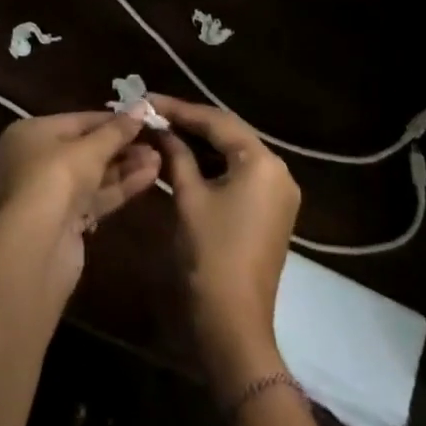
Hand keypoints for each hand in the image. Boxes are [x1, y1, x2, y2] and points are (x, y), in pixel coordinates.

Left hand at [0, 111, 161, 273]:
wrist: (38, 247)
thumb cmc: (57, 178)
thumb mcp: (90, 149)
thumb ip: (117, 130)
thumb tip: (141, 106)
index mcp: (31, 133)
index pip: (78, 121)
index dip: (111, 120)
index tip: (141, 118)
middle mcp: (36, 160)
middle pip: (86, 149)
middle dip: (121, 146)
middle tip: (155, 140)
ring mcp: (50, 194)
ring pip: (93, 175)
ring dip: (125, 167)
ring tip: (158, 159)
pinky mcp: (65, 222)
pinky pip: (95, 197)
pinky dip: (119, 188)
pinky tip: (149, 177)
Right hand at [149, 94, 299, 394]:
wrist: (234, 326)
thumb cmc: (211, 256)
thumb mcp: (188, 198)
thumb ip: (176, 154)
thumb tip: (159, 128)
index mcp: (262, 161)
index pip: (216, 121)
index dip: (179, 109)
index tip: (148, 99)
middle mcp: (277, 170)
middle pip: (228, 132)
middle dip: (190, 122)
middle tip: (154, 113)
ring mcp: (277, 192)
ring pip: (233, 153)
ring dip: (200, 143)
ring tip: (163, 131)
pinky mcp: (270, 211)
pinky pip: (240, 173)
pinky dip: (212, 165)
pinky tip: (183, 158)